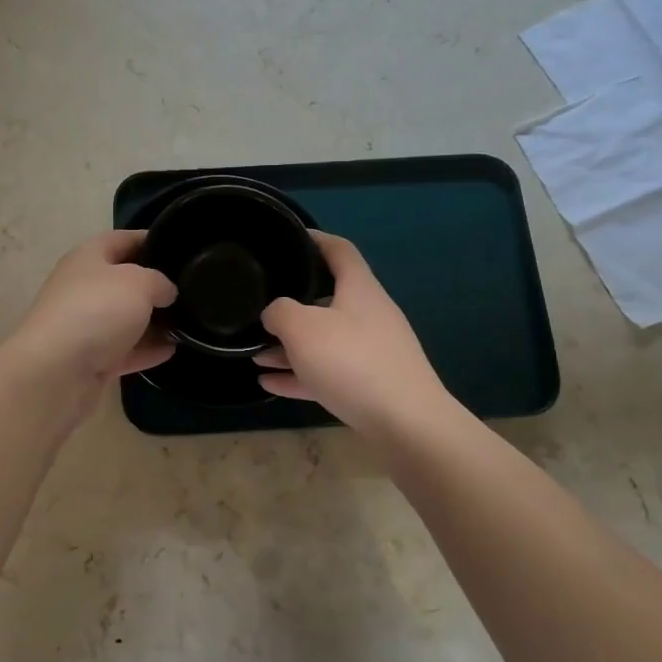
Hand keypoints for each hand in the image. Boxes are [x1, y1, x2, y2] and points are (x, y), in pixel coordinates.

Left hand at [0, 231, 176, 408]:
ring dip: (153, 321)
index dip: (151, 239)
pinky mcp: (89, 359)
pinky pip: (124, 350)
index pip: (122, 239)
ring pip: (124, 318)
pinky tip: (172, 350)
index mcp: (88, 258)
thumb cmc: (97, 311)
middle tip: (190, 289)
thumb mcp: (138, 283)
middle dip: (155, 285)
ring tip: (188, 322)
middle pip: (123, 280)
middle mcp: (83, 288)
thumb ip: (159, 281)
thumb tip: (166, 291)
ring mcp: (84, 325)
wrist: (56, 372)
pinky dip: (146, 350)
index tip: (180, 247)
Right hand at [255, 232, 453, 438]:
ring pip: (324, 340)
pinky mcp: (371, 385)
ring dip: (290, 345)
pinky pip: (327, 372)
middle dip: (292, 304)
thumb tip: (274, 313)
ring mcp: (372, 351)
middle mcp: (369, 314)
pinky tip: (269, 383)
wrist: (407, 424)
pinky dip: (299, 374)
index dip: (315, 239)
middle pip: (328, 299)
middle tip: (261, 304)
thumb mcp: (302, 328)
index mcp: (359, 289)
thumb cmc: (352, 362)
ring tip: (254, 353)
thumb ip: (279, 311)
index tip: (289, 237)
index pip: (338, 250)